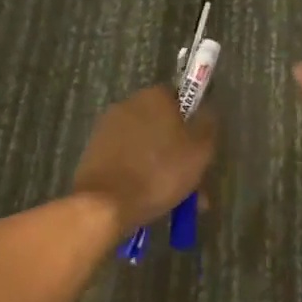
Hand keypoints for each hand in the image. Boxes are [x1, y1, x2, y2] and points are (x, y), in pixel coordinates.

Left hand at [72, 85, 216, 231]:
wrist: (105, 205)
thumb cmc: (160, 173)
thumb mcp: (200, 150)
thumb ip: (207, 125)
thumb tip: (207, 111)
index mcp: (154, 96)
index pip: (180, 98)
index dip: (192, 122)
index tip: (199, 148)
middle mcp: (128, 104)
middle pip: (161, 124)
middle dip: (177, 150)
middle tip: (191, 181)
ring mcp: (107, 128)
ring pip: (144, 145)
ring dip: (159, 165)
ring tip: (173, 199)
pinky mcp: (93, 151)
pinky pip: (126, 159)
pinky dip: (138, 173)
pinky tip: (148, 199)